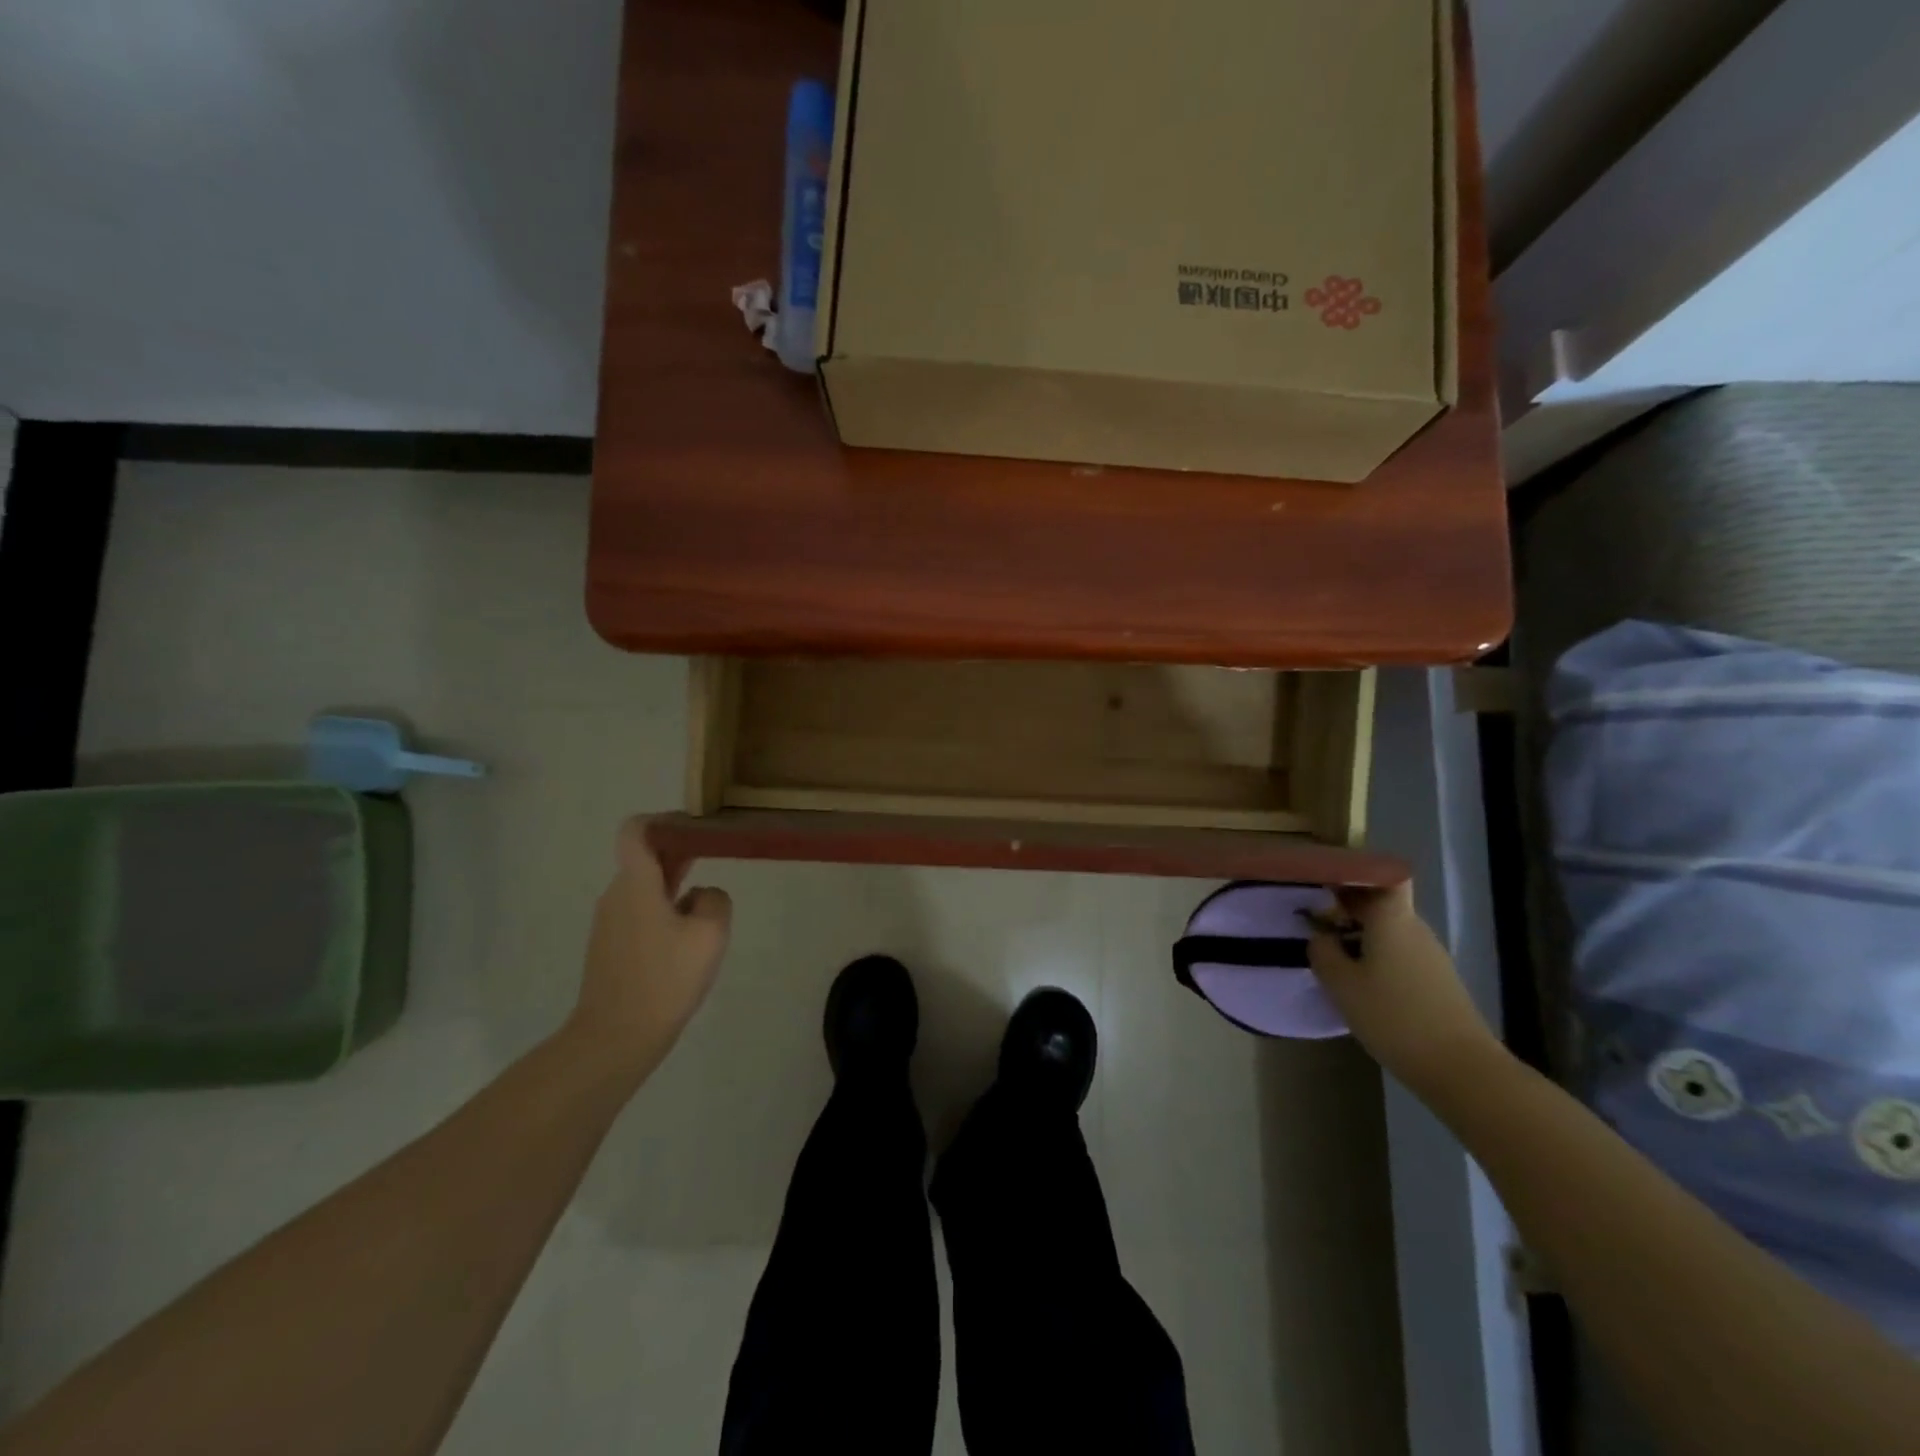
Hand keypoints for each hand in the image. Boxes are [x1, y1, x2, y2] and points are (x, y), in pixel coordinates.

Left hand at [567, 818, 731, 1083]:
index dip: (664, 819)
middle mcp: (616, 895)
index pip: (636, 830)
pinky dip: (664, 911)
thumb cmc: (664, 979)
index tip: (695, 827)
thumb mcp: (710, 934)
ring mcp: (609, 923)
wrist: (615, 1039)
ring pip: (644, 888)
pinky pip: (640, 914)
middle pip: (644, 858)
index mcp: (636, 883)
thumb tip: (701, 895)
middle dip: (679, 852)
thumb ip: (715, 899)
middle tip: (716, 857)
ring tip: (707, 906)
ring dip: (675, 885)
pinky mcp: (610, 948)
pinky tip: (687, 940)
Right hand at [1306, 882, 1501, 1094]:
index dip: (1354, 874)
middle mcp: (1414, 928)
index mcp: (1392, 918)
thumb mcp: (1340, 984)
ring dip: (1360, 936)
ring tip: (1331, 957)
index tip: (1324, 884)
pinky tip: (1359, 984)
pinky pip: (1399, 954)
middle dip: (1347, 908)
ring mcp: (1430, 955)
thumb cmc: (1393, 1016)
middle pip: (1380, 903)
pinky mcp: (1437, 981)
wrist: (1460, 1069)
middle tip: (1315, 924)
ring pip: (1389, 930)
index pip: (1381, 875)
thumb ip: (1322, 951)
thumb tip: (1320, 936)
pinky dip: (1377, 958)